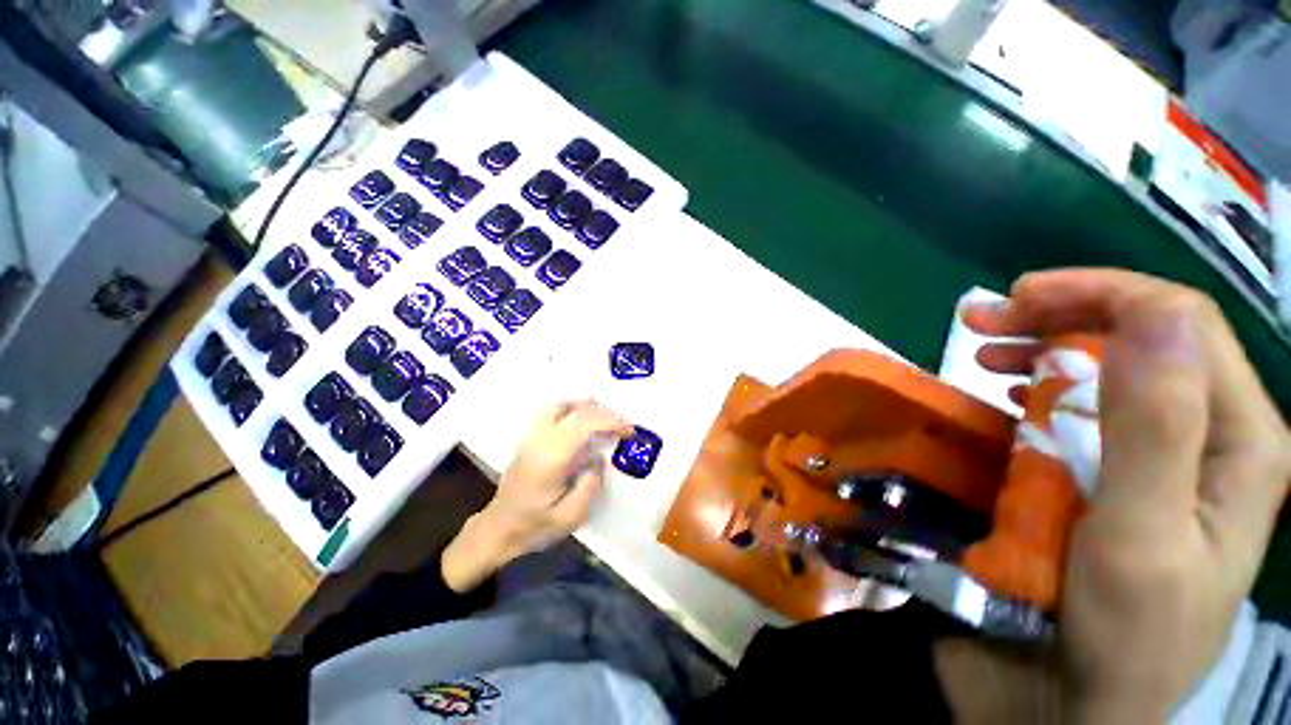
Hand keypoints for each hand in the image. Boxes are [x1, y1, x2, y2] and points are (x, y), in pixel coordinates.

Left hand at [442, 400, 633, 592]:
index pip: (585, 424)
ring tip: (606, 415)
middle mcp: (541, 440)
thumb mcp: (570, 518)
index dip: (610, 421)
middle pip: (576, 411)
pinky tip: (582, 416)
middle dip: (605, 413)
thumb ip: (590, 485)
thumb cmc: (534, 527)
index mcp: (551, 458)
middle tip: (624, 424)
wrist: (498, 529)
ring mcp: (532, 436)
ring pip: (562, 405)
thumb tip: (599, 458)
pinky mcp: (529, 438)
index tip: (629, 429)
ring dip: (587, 406)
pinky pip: (552, 411)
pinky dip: (572, 407)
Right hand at [960, 269, 1290, 721]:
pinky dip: (1036, 386)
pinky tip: (1007, 389)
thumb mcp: (1144, 538)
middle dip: (1065, 314)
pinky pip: (1077, 409)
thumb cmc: (1119, 633)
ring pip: (1109, 369)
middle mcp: (1205, 438)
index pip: (1183, 325)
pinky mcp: (1107, 475)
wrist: (1068, 698)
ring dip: (1044, 347)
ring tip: (984, 350)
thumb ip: (1159, 427)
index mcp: (1240, 444)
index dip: (1104, 295)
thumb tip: (1156, 315)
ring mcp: (1154, 458)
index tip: (1017, 298)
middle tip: (984, 319)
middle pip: (1146, 338)